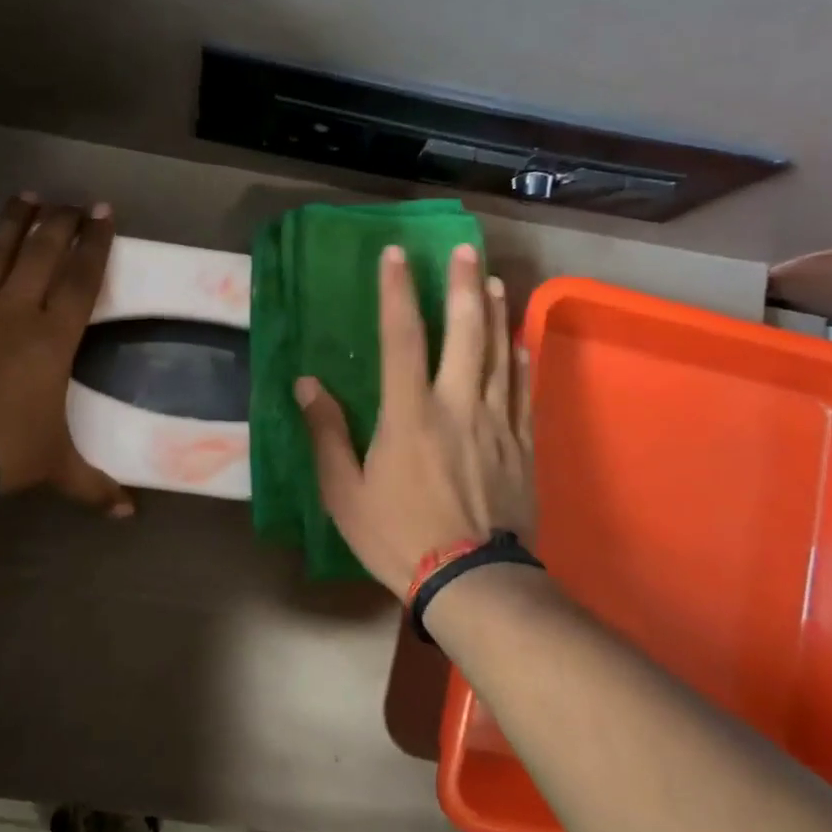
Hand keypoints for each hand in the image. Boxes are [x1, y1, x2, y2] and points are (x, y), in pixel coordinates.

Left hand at [0, 193, 133, 516]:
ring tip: (28, 194)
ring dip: (14, 219)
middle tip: (73, 199)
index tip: (104, 212)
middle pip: (43, 251)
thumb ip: (95, 485)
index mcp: (53, 338)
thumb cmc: (3, 451)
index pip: (82, 278)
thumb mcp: (57, 466)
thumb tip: (130, 514)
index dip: (96, 243)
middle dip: (62, 220)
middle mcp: (15, 309)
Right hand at [296, 243, 534, 598]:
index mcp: (409, 413)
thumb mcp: (345, 492)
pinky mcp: (521, 447)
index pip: (401, 337)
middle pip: (465, 333)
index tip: (395, 254)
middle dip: (462, 286)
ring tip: (493, 281)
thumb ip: (328, 434)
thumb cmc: (398, 537)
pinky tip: (521, 345)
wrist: (472, 582)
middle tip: (463, 249)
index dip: (397, 291)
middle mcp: (458, 405)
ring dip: (495, 315)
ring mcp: (496, 425)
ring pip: (500, 356)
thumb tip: (307, 385)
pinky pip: (524, 394)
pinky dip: (521, 363)